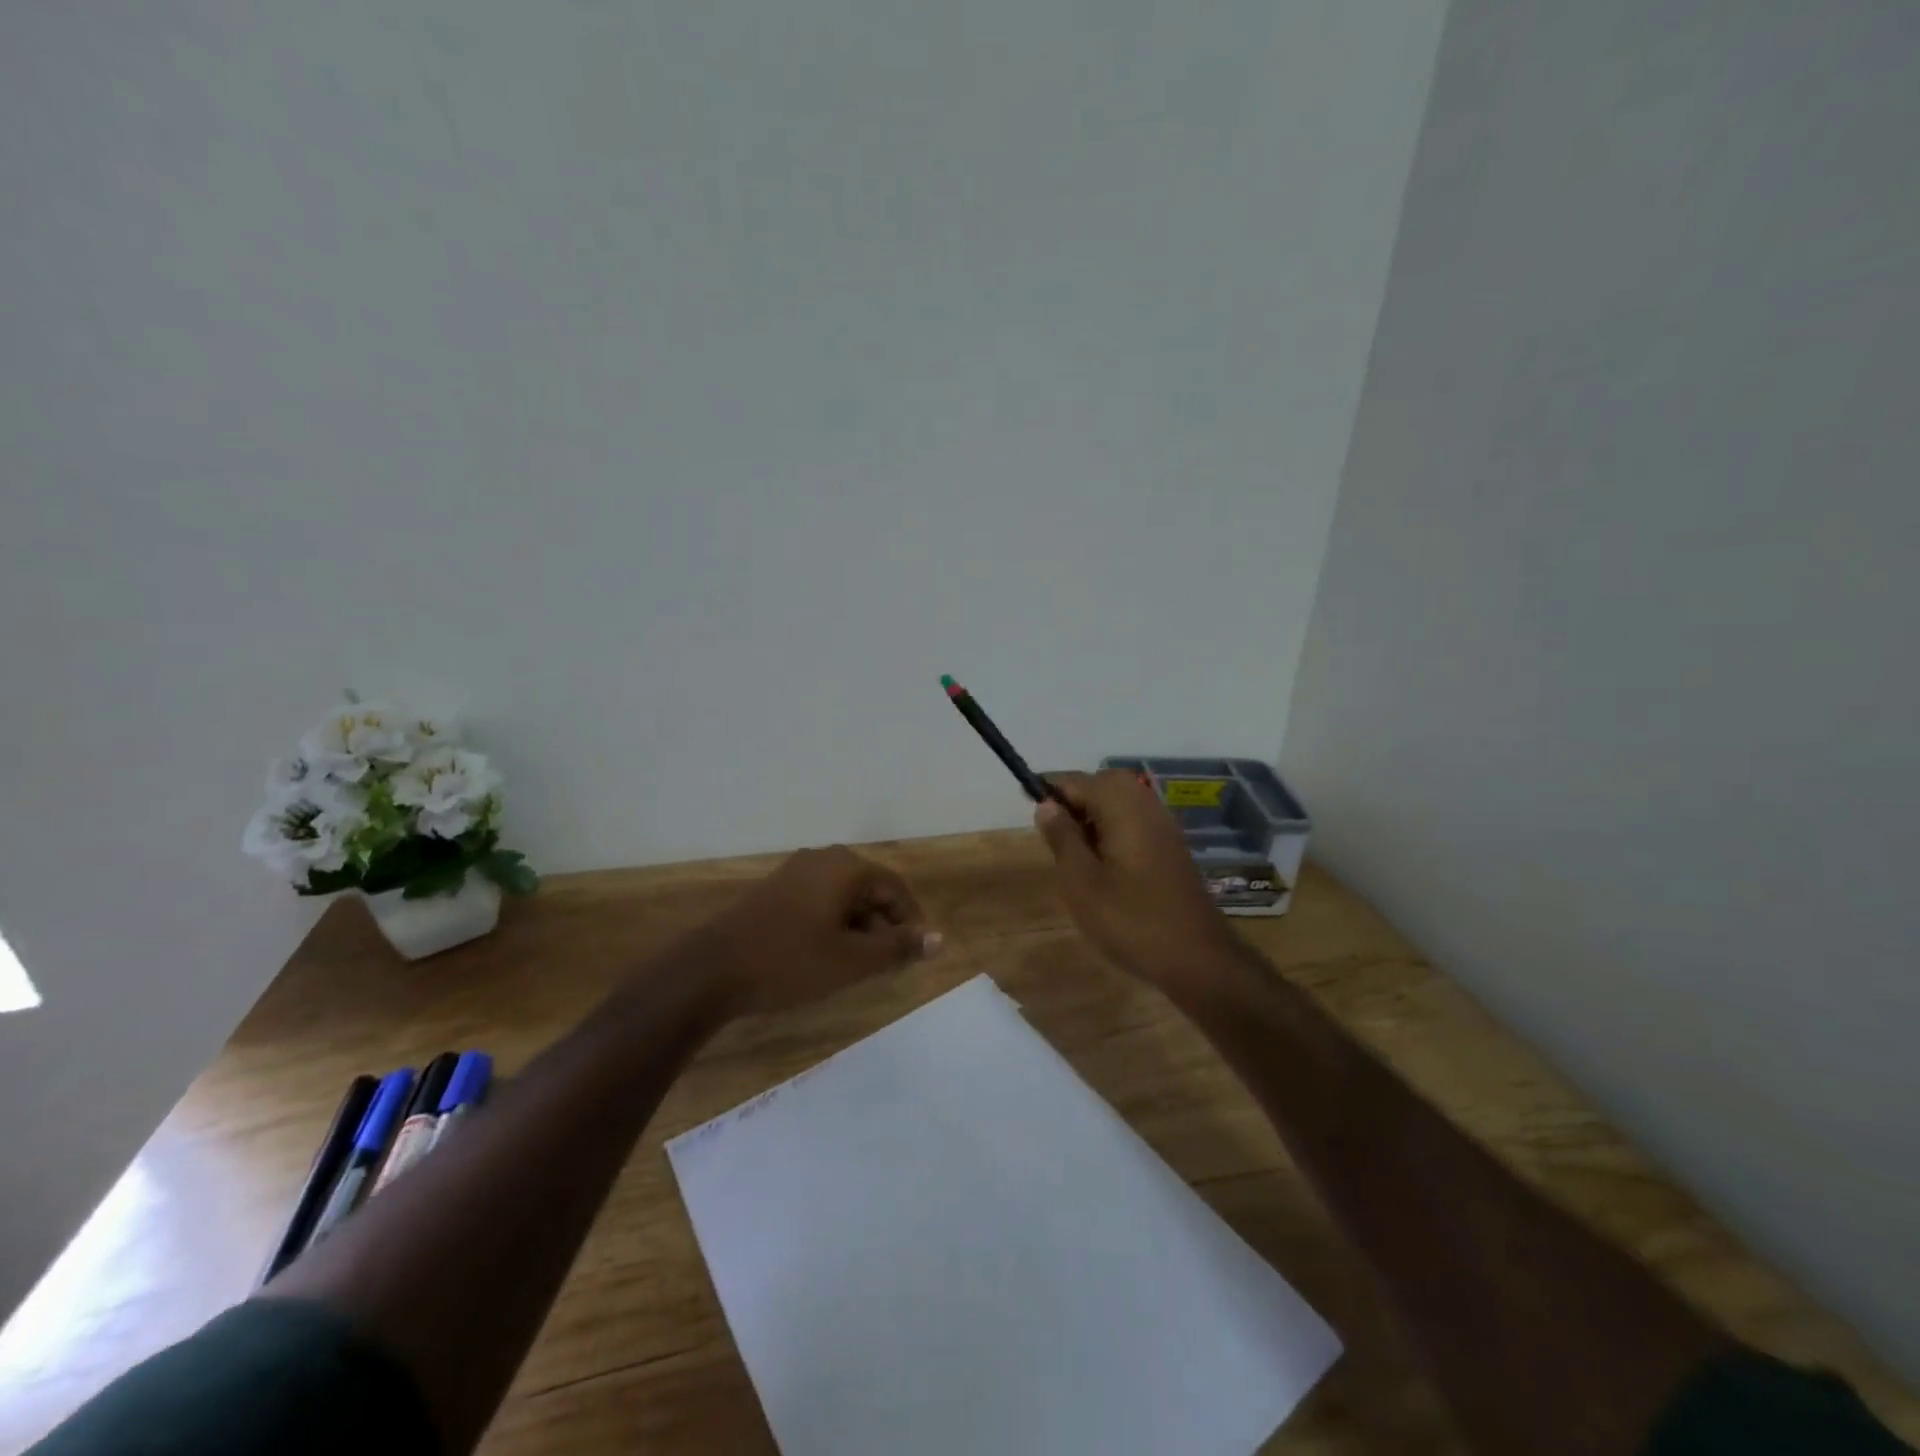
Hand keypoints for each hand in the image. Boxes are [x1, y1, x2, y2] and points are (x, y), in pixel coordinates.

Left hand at [689, 846, 942, 1016]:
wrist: (711, 970)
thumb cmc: (789, 962)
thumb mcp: (852, 961)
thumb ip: (897, 947)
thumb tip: (938, 938)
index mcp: (846, 867)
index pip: (895, 888)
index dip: (910, 921)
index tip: (913, 956)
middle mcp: (823, 859)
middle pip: (869, 889)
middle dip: (883, 926)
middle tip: (883, 966)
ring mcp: (795, 872)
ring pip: (843, 897)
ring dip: (857, 928)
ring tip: (855, 966)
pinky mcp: (775, 890)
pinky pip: (819, 901)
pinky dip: (832, 925)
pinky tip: (824, 956)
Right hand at [1034, 770, 1238, 989]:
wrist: (1198, 959)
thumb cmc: (1131, 921)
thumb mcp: (1082, 883)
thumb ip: (1062, 838)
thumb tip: (1046, 804)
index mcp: (1123, 809)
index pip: (1078, 780)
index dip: (1049, 788)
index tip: (1025, 799)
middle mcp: (1146, 807)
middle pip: (1104, 783)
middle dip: (1075, 797)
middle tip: (1052, 828)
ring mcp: (1164, 827)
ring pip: (1121, 801)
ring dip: (1094, 813)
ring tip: (1072, 848)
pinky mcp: (1171, 847)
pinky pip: (1135, 820)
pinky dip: (1113, 827)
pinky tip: (1101, 861)